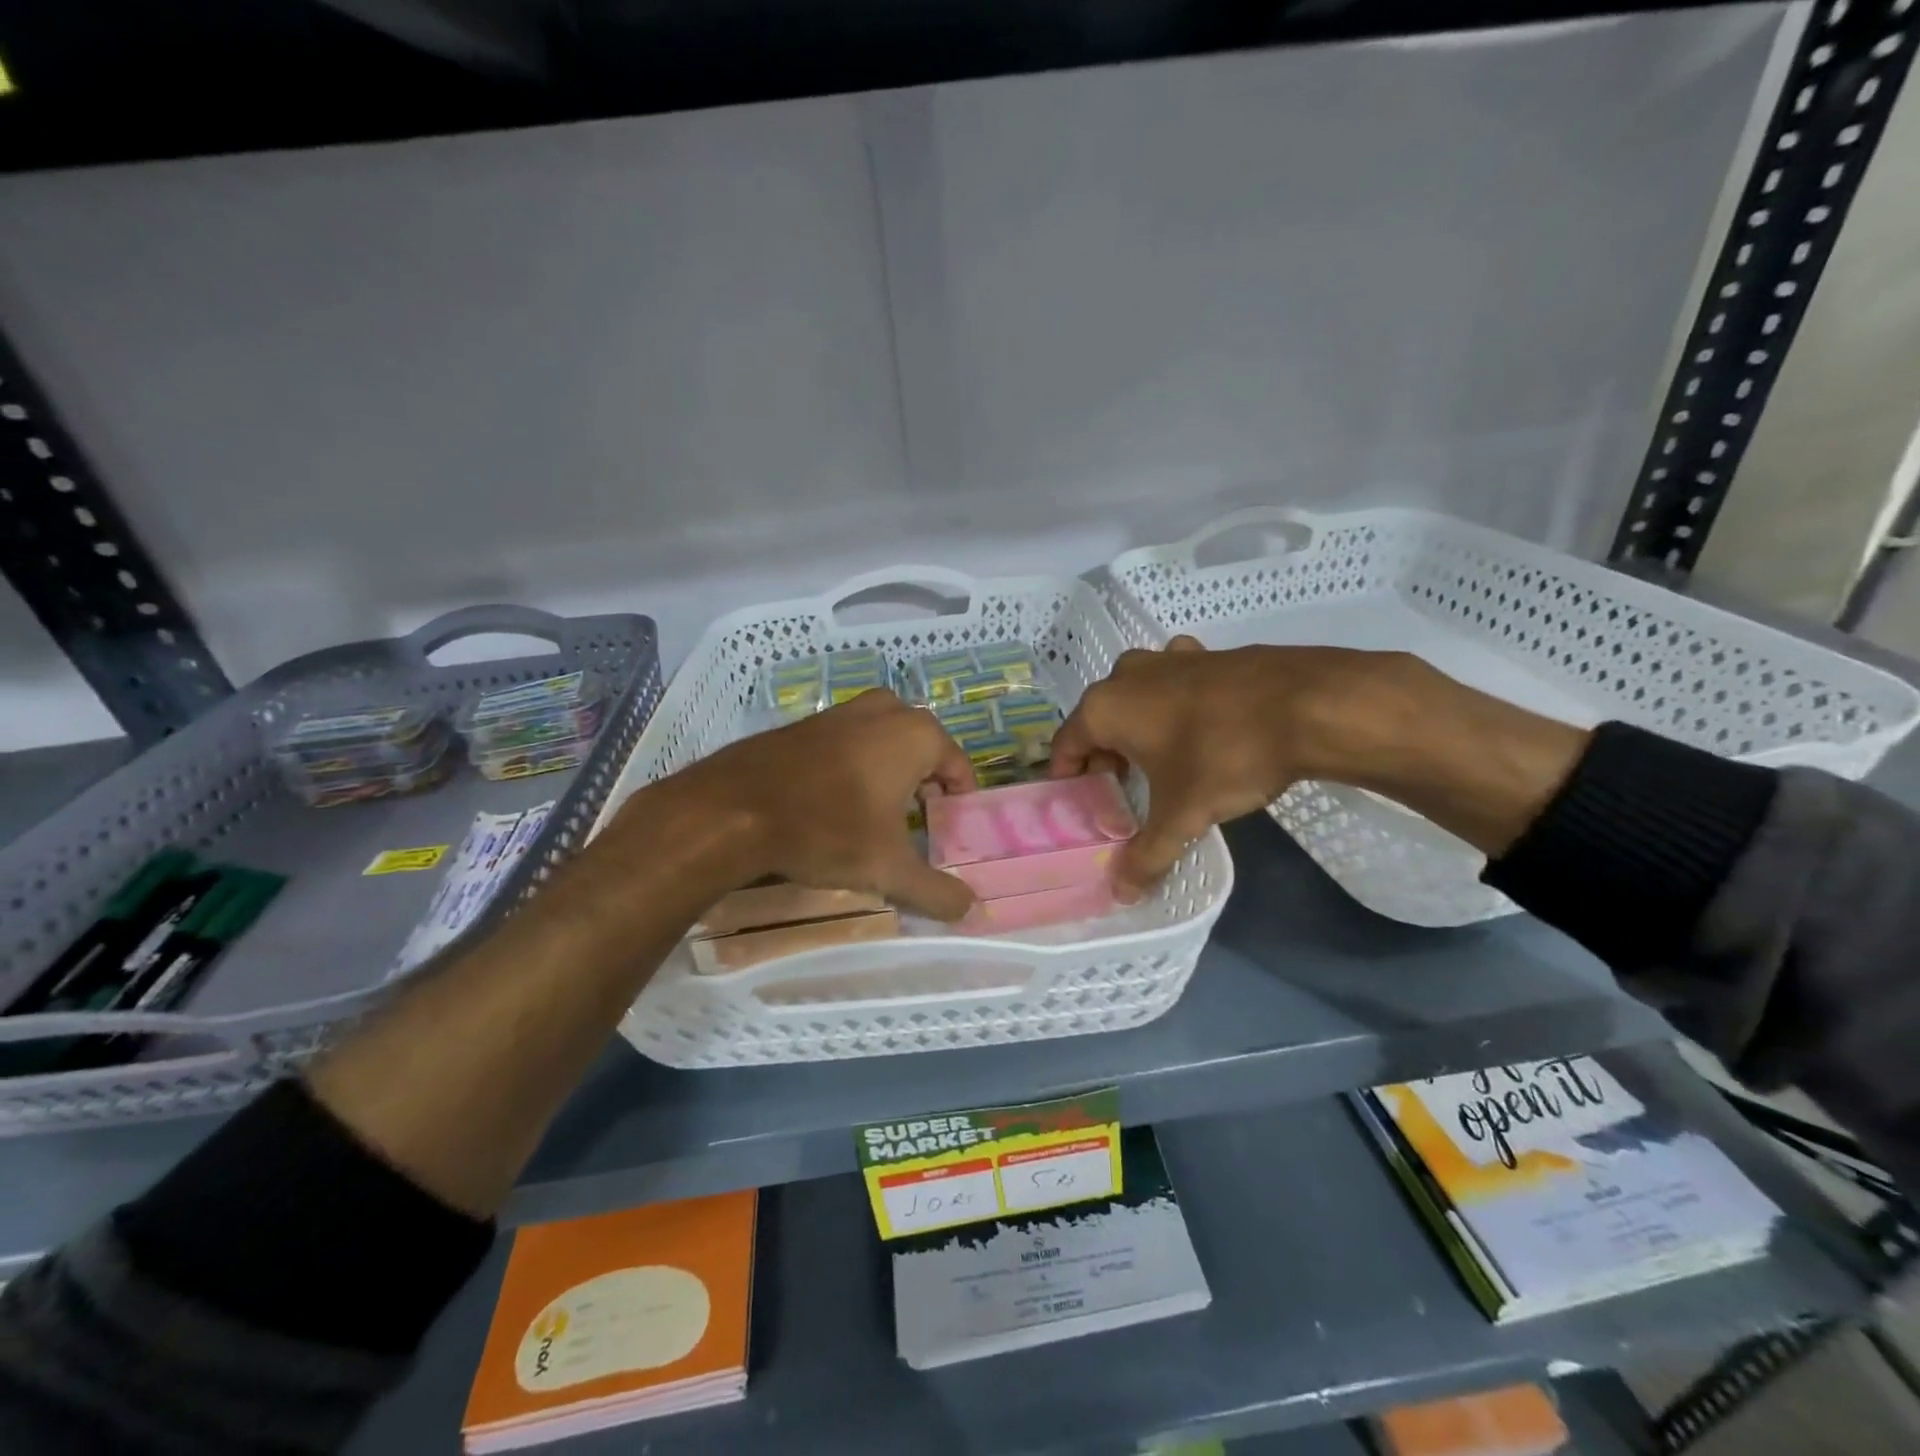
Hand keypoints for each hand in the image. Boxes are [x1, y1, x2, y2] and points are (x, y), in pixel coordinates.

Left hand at [641, 689, 978, 919]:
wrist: (733, 808)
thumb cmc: (828, 829)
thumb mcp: (889, 868)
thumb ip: (936, 891)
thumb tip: (972, 912)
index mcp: (917, 733)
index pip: (959, 769)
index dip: (957, 805)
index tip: (944, 835)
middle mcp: (886, 710)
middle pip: (924, 752)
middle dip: (924, 787)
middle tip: (913, 828)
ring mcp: (844, 710)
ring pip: (886, 743)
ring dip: (890, 776)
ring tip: (876, 818)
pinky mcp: (809, 721)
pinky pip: (850, 743)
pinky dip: (856, 767)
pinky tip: (836, 802)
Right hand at [1052, 637, 1588, 899]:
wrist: (1309, 704)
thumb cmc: (1225, 756)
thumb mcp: (1181, 815)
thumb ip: (1146, 856)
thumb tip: (1122, 896)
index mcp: (1104, 707)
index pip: (1065, 745)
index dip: (1069, 779)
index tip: (1081, 806)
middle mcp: (1127, 675)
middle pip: (1099, 721)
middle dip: (1105, 757)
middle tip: (1122, 793)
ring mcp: (1169, 658)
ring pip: (1137, 699)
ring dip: (1139, 730)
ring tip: (1159, 765)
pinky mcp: (1207, 654)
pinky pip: (1175, 685)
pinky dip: (1176, 707)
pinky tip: (1200, 730)